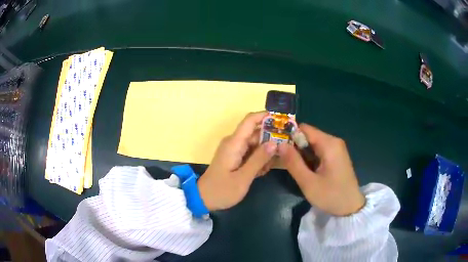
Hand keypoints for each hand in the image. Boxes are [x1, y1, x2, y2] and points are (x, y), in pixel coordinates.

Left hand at [198, 112, 276, 210]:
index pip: (250, 120)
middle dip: (271, 139)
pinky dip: (258, 159)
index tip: (283, 121)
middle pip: (256, 133)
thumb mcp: (243, 177)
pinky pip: (251, 152)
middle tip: (283, 152)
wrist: (203, 198)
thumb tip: (275, 142)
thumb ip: (259, 159)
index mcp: (234, 143)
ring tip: (268, 168)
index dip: (266, 116)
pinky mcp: (235, 157)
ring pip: (255, 144)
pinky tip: (261, 172)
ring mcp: (234, 150)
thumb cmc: (222, 190)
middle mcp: (234, 142)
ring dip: (265, 153)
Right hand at [278, 124, 364, 215]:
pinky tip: (305, 170)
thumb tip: (279, 144)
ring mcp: (337, 149)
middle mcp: (334, 142)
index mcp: (329, 144)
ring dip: (301, 153)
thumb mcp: (308, 182)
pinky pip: (319, 151)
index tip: (278, 147)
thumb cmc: (331, 196)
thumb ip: (293, 162)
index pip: (304, 129)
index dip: (290, 135)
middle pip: (309, 136)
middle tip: (282, 160)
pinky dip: (310, 158)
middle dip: (295, 146)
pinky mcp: (337, 156)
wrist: (351, 207)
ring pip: (313, 144)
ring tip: (292, 167)